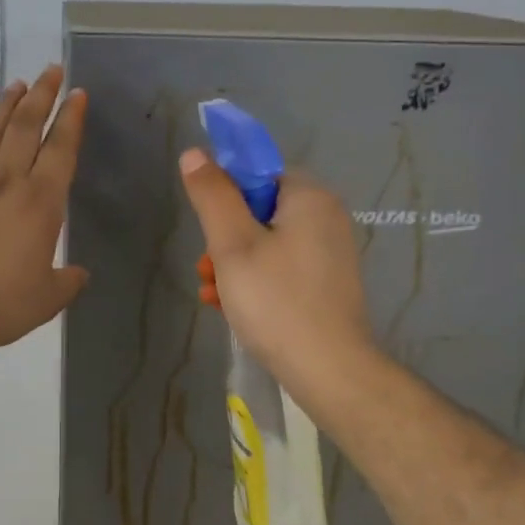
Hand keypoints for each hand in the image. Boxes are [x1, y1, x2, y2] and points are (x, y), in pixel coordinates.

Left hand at [0, 66, 88, 354]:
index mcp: (41, 202)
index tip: (77, 94)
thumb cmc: (0, 303)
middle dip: (43, 94)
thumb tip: (78, 274)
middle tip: (52, 70)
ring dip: (8, 104)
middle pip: (27, 125)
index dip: (71, 119)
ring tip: (18, 85)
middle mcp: (8, 181)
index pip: (61, 148)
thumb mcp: (47, 298)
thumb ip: (67, 281)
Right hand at [179, 151, 379, 409]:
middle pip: (259, 210)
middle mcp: (326, 217)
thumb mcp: (232, 244)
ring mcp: (329, 253)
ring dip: (233, 264)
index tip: (210, 230)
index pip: (257, 174)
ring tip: (213, 294)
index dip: (226, 196)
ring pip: (266, 243)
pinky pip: (281, 268)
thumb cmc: (276, 300)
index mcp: (310, 197)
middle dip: (225, 238)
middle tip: (208, 269)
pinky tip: (231, 308)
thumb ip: (212, 195)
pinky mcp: (327, 284)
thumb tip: (195, 153)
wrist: (329, 371)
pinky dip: (255, 281)